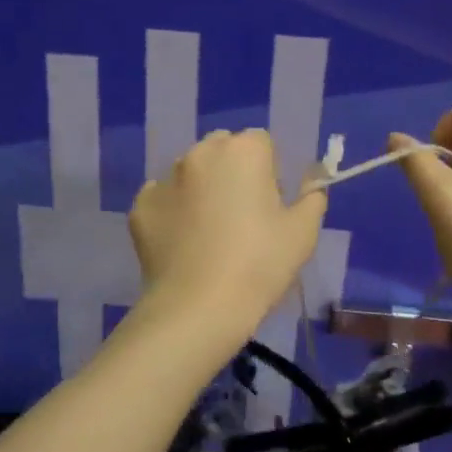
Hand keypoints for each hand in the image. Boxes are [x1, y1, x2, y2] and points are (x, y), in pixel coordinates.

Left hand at [128, 129, 326, 337]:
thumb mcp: (303, 233)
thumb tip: (310, 184)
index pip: (261, 143)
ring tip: (208, 232)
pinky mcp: (140, 207)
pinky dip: (172, 212)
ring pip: (189, 172)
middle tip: (241, 215)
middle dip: (232, 171)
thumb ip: (312, 197)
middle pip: (221, 149)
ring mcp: (164, 179)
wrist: (198, 308)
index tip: (271, 204)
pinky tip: (182, 244)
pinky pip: (162, 199)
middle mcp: (200, 153)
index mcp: (243, 151)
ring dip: (201, 188)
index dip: (270, 170)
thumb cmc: (260, 265)